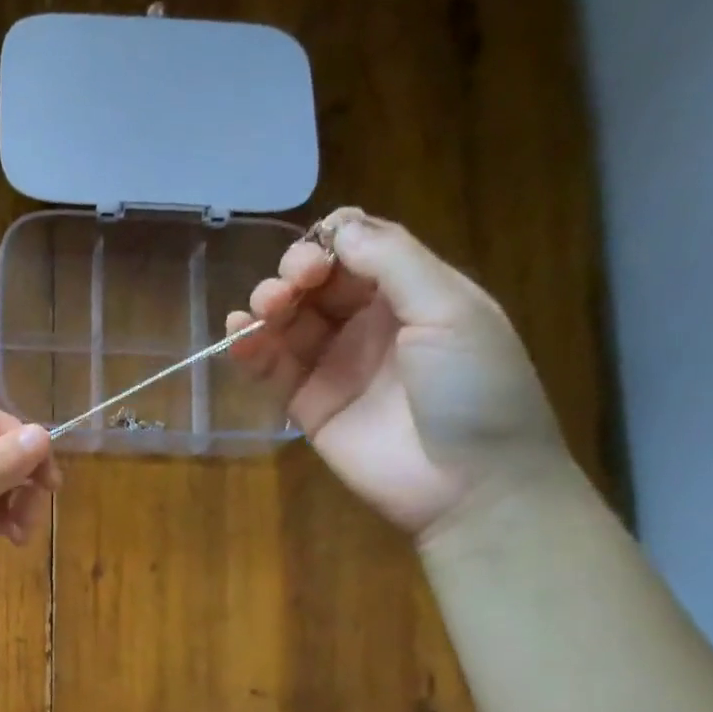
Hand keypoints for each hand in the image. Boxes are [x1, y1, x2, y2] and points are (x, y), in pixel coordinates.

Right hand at [226, 207, 566, 537]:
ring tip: (262, 312)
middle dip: (296, 272)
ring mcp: (336, 364)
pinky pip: (271, 367)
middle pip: (317, 281)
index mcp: (413, 293)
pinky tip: (237, 336)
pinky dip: (249, 348)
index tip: (319, 255)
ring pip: (289, 320)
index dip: (332, 241)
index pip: (360, 248)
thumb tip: (338, 227)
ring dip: (268, 305)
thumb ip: (394, 263)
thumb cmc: (474, 388)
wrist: (469, 484)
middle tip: (291, 286)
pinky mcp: (307, 404)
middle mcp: (370, 323)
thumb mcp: (450, 311)